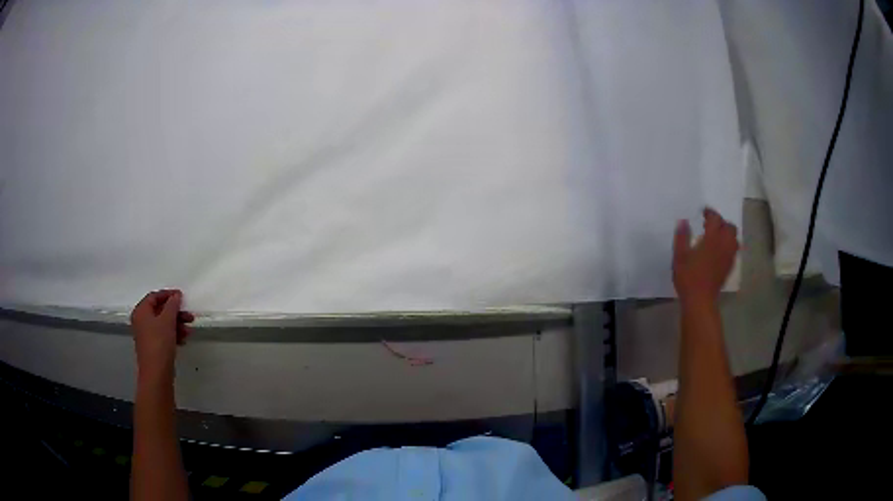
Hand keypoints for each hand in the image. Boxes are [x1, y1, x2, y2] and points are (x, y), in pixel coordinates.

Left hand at [131, 290, 194, 383]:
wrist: (156, 374)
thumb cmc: (159, 343)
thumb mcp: (167, 321)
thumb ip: (172, 305)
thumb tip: (176, 296)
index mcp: (141, 311)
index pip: (154, 296)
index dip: (168, 295)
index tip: (181, 296)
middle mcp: (141, 321)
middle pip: (159, 310)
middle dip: (175, 313)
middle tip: (189, 316)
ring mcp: (146, 335)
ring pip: (163, 324)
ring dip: (176, 324)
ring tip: (189, 330)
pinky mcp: (153, 347)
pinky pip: (163, 335)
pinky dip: (173, 334)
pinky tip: (183, 339)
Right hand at [673, 208, 739, 303]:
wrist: (700, 300)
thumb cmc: (688, 277)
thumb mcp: (679, 256)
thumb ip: (682, 236)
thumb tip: (683, 221)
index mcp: (712, 239)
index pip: (716, 219)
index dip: (710, 213)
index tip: (703, 212)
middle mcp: (724, 245)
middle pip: (729, 227)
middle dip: (721, 222)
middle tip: (711, 224)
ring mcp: (728, 256)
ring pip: (734, 238)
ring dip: (727, 233)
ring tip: (718, 236)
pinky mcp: (729, 267)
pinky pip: (734, 250)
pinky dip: (729, 245)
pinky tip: (720, 250)